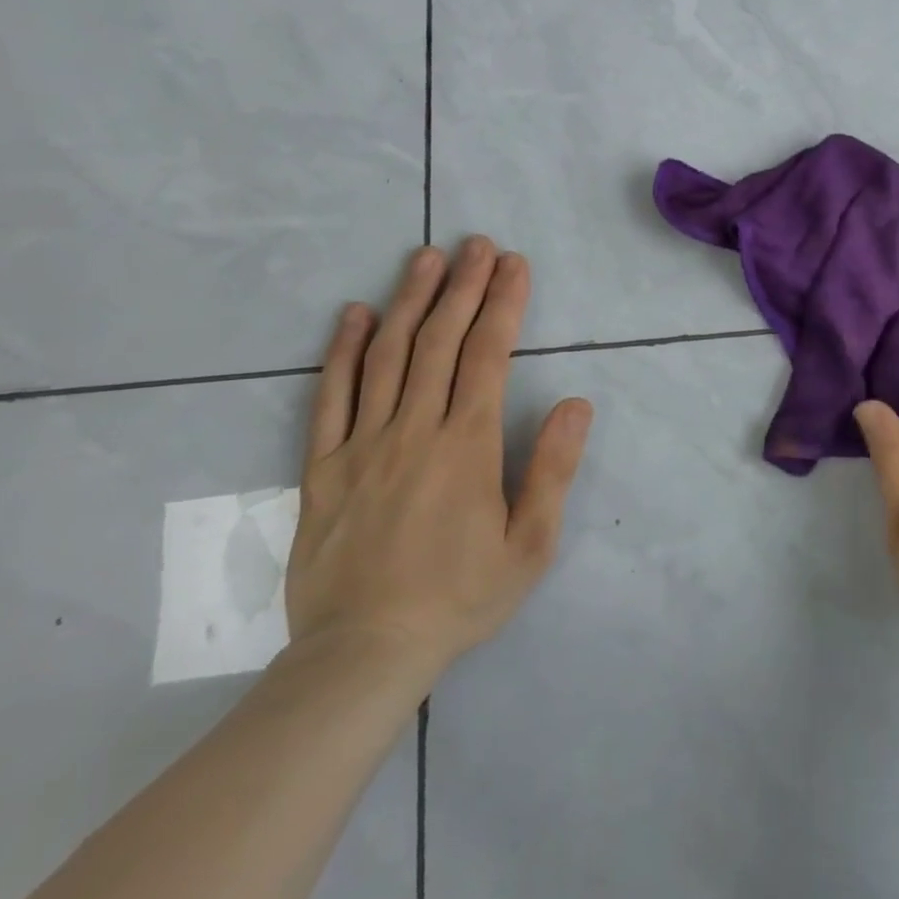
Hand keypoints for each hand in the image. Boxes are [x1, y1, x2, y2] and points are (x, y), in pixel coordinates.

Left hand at [285, 237, 593, 684]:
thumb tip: (575, 403)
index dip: (503, 304)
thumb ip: (552, 469)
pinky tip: (354, 315)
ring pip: (387, 356)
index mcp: (466, 445)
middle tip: (476, 244)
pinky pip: (330, 397)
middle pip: (439, 340)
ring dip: (410, 300)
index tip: (514, 265)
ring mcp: (362, 444)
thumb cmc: (460, 597)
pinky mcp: (322, 467)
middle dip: (462, 286)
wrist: (363, 654)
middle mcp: (413, 429)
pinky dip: (343, 350)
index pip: (487, 354)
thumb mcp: (530, 543)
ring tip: (426, 257)